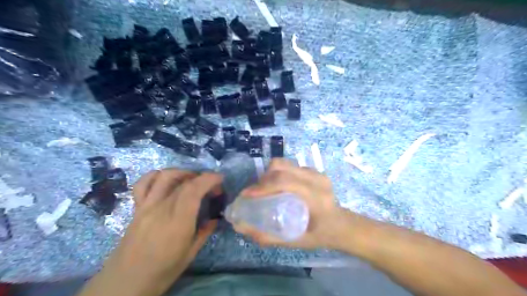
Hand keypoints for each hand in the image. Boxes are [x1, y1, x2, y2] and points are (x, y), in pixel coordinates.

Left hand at [79, 170, 221, 295]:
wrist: (125, 283)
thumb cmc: (162, 271)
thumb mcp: (190, 254)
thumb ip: (204, 232)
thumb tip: (215, 219)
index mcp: (178, 222)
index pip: (194, 190)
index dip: (209, 179)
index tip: (220, 179)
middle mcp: (161, 209)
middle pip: (183, 182)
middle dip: (202, 178)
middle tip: (212, 187)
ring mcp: (146, 206)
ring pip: (164, 177)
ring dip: (182, 172)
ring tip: (192, 179)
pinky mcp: (137, 208)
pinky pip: (143, 184)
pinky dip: (155, 176)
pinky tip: (165, 180)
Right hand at [233, 158, 353, 250]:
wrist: (342, 224)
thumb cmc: (321, 235)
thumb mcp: (295, 242)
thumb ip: (268, 237)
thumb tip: (241, 227)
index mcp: (316, 198)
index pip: (285, 182)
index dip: (263, 186)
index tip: (247, 195)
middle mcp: (317, 180)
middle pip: (282, 168)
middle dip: (263, 179)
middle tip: (254, 193)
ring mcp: (317, 172)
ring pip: (285, 163)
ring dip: (270, 174)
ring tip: (264, 189)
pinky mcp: (315, 170)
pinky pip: (290, 166)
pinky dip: (278, 173)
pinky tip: (277, 186)